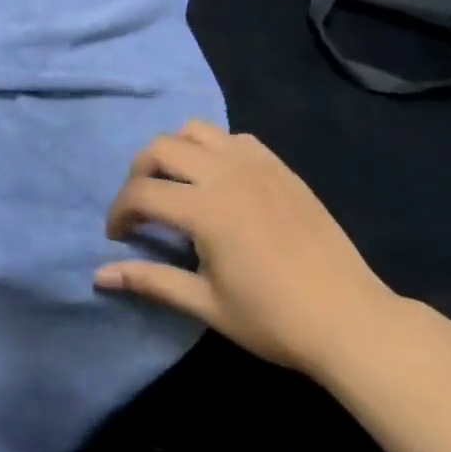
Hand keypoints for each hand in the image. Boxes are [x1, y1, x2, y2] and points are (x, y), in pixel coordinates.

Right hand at [94, 121, 398, 376]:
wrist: (351, 320)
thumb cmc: (274, 319)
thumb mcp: (206, 304)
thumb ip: (150, 281)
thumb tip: (99, 276)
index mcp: (204, 209)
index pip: (140, 194)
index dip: (119, 212)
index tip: (118, 236)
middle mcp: (225, 174)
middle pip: (160, 148)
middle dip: (138, 173)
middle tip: (142, 207)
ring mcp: (255, 165)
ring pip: (195, 131)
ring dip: (174, 151)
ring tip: (177, 184)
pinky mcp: (280, 167)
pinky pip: (234, 138)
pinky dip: (213, 149)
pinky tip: (219, 180)